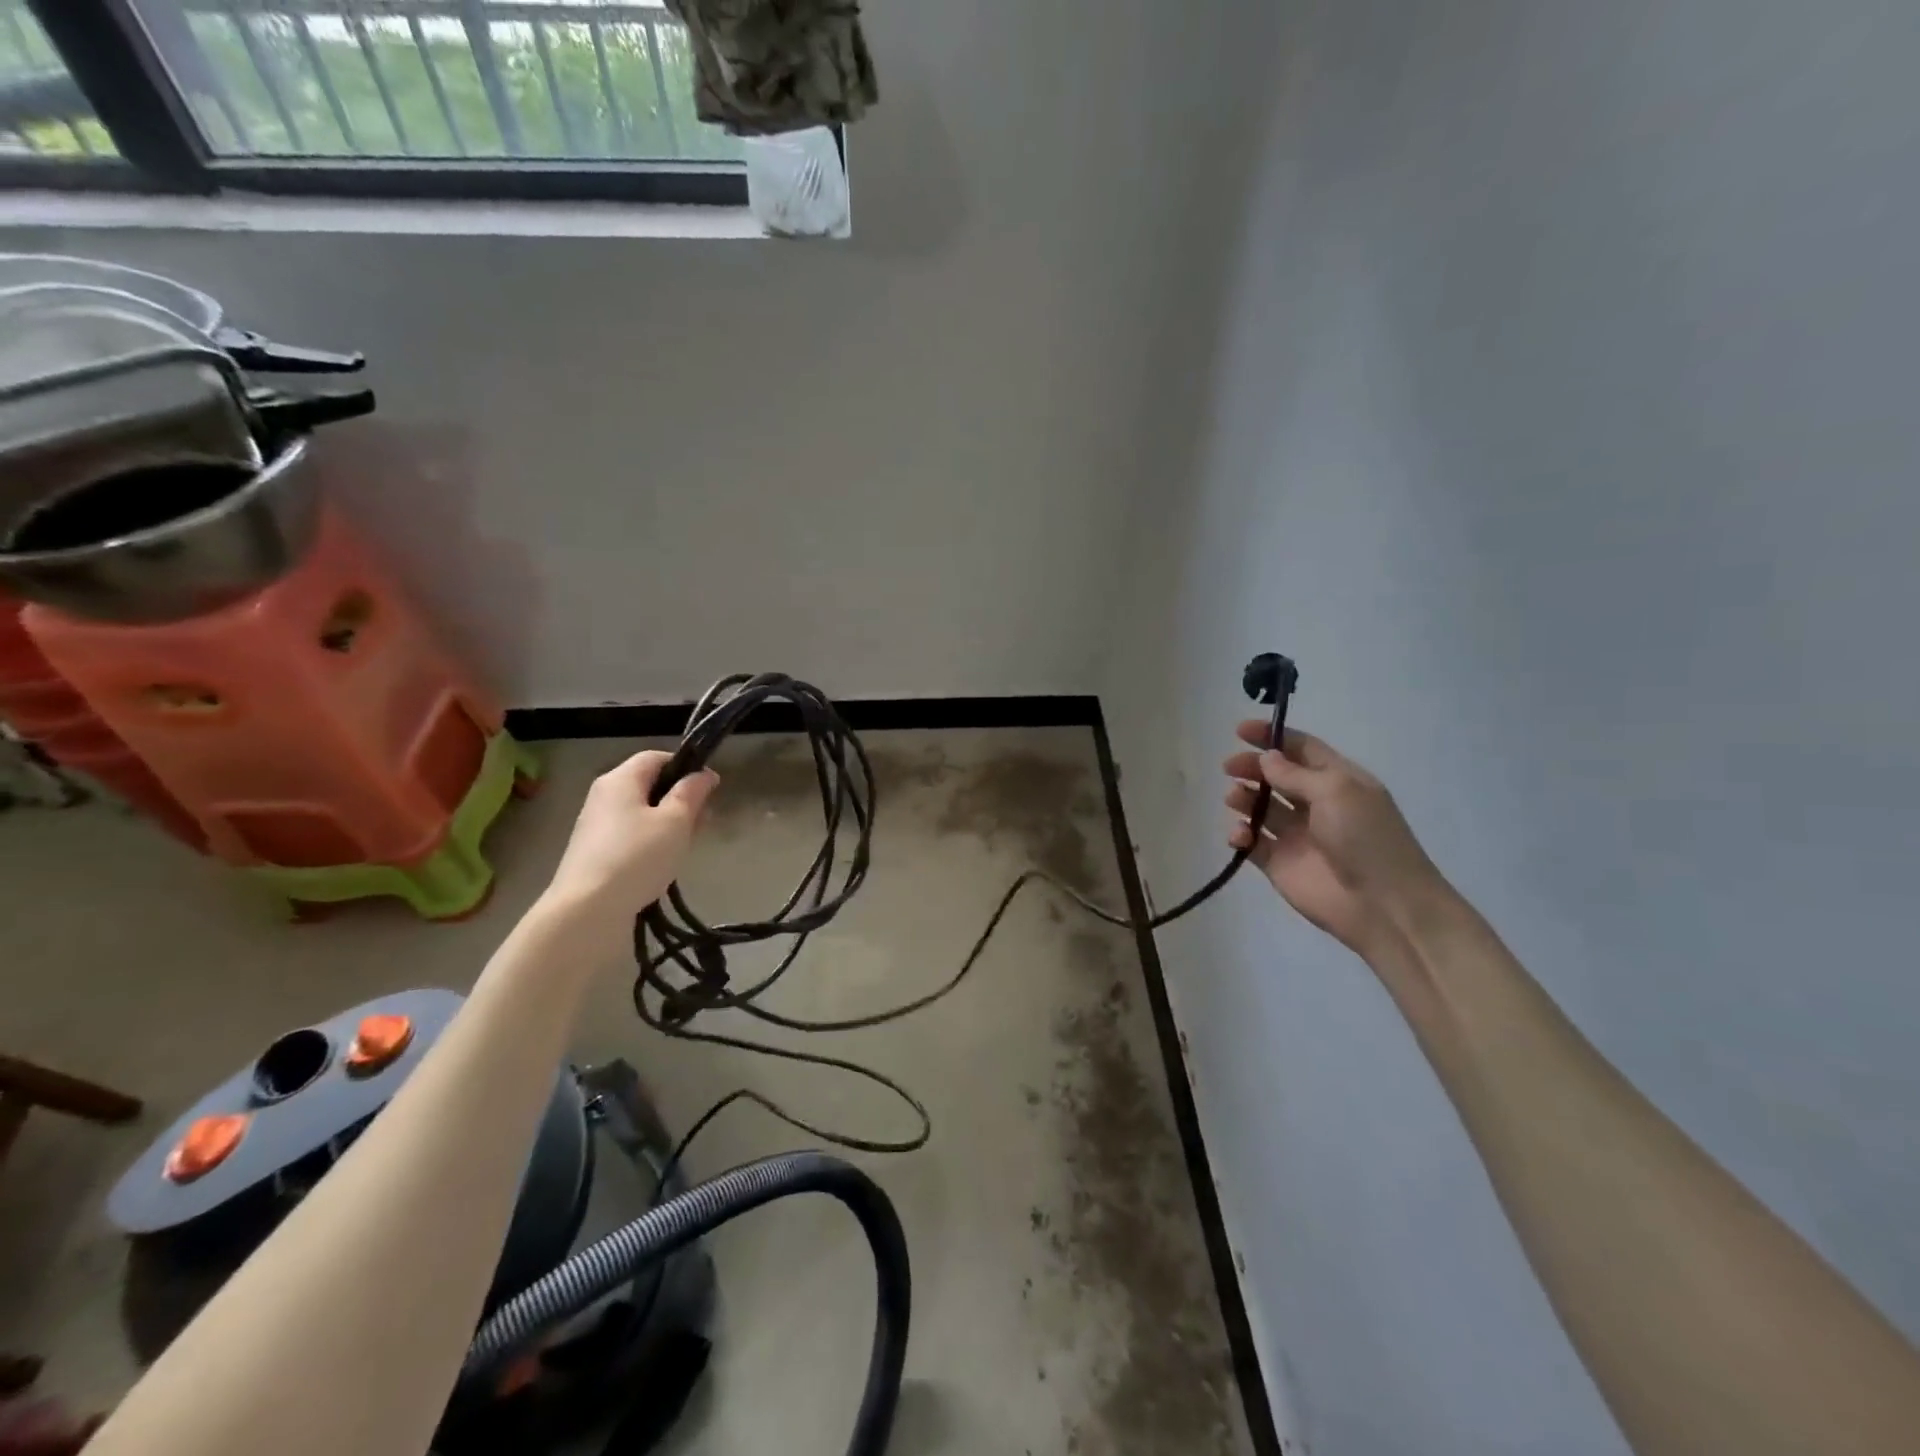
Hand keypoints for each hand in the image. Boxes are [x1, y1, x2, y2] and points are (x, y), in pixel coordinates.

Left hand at [543, 751, 718, 927]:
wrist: (587, 910)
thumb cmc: (637, 856)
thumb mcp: (675, 821)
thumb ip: (692, 793)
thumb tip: (703, 774)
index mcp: (620, 779)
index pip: (657, 758)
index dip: (686, 767)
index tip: (710, 789)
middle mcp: (604, 796)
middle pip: (649, 786)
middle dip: (681, 799)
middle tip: (704, 822)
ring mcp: (596, 826)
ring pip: (642, 813)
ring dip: (669, 824)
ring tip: (687, 846)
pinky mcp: (595, 853)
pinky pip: (631, 836)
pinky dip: (652, 843)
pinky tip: (664, 863)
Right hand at [1223, 723, 1449, 958]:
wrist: (1383, 905)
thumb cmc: (1367, 839)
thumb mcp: (1336, 792)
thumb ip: (1295, 774)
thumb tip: (1266, 757)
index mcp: (1338, 781)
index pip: (1302, 749)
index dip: (1272, 737)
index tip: (1240, 730)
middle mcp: (1315, 804)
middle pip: (1276, 776)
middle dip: (1252, 767)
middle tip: (1229, 767)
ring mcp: (1296, 835)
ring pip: (1260, 807)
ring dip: (1243, 798)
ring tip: (1234, 798)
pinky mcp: (1278, 863)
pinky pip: (1251, 842)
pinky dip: (1240, 835)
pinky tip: (1239, 836)